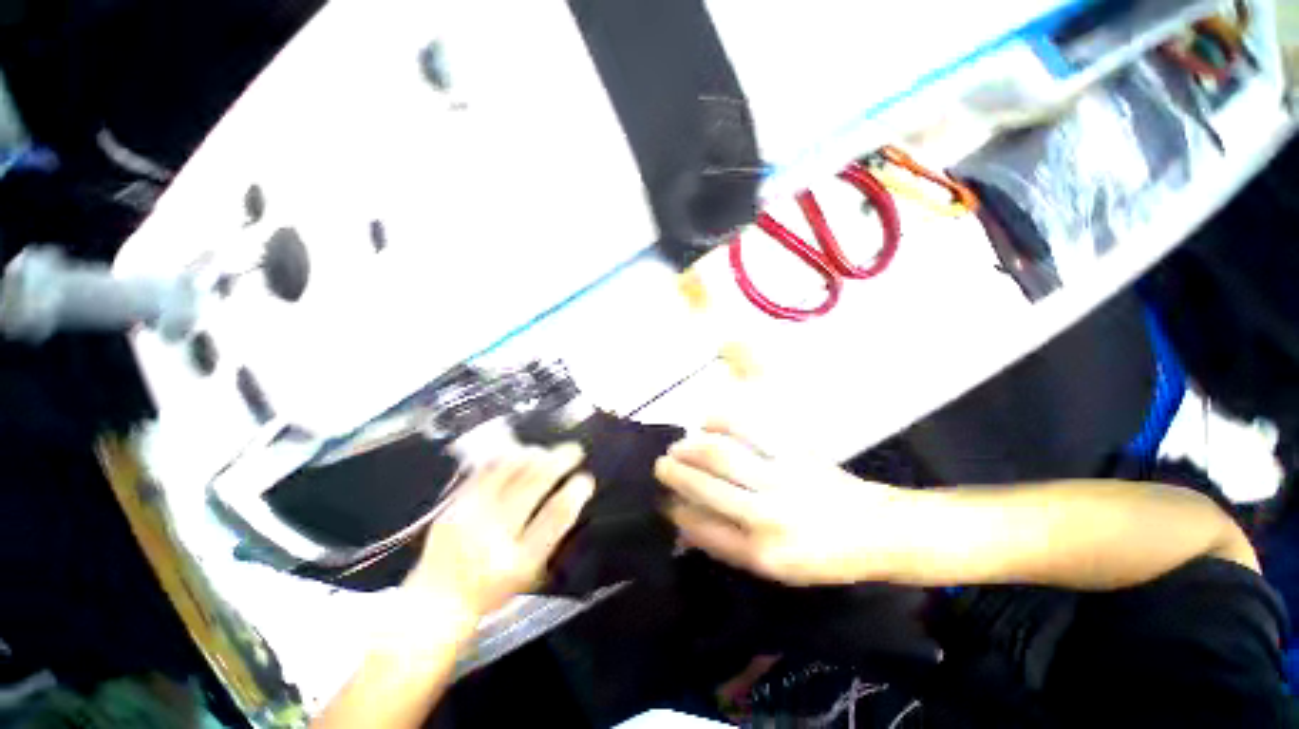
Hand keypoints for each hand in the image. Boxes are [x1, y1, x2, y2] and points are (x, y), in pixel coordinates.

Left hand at [405, 443, 594, 622]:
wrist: (436, 602)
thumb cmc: (492, 591)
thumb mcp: (529, 574)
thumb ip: (550, 536)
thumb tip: (571, 497)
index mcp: (519, 561)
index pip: (554, 517)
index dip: (574, 493)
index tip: (586, 479)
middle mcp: (494, 536)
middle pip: (533, 484)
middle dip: (559, 461)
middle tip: (574, 451)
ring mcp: (470, 517)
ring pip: (509, 471)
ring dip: (535, 455)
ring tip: (548, 450)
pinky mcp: (453, 506)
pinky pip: (484, 471)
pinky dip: (506, 458)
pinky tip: (518, 453)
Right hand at [654, 422, 902, 585]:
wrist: (872, 531)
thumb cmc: (819, 556)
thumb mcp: (773, 569)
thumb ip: (727, 545)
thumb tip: (685, 520)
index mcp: (760, 553)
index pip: (701, 527)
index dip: (677, 510)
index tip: (664, 500)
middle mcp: (767, 516)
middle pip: (706, 486)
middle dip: (676, 473)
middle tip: (662, 465)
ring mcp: (781, 480)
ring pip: (722, 454)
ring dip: (692, 447)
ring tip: (679, 446)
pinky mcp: (794, 453)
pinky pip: (750, 429)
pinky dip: (723, 421)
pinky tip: (708, 421)